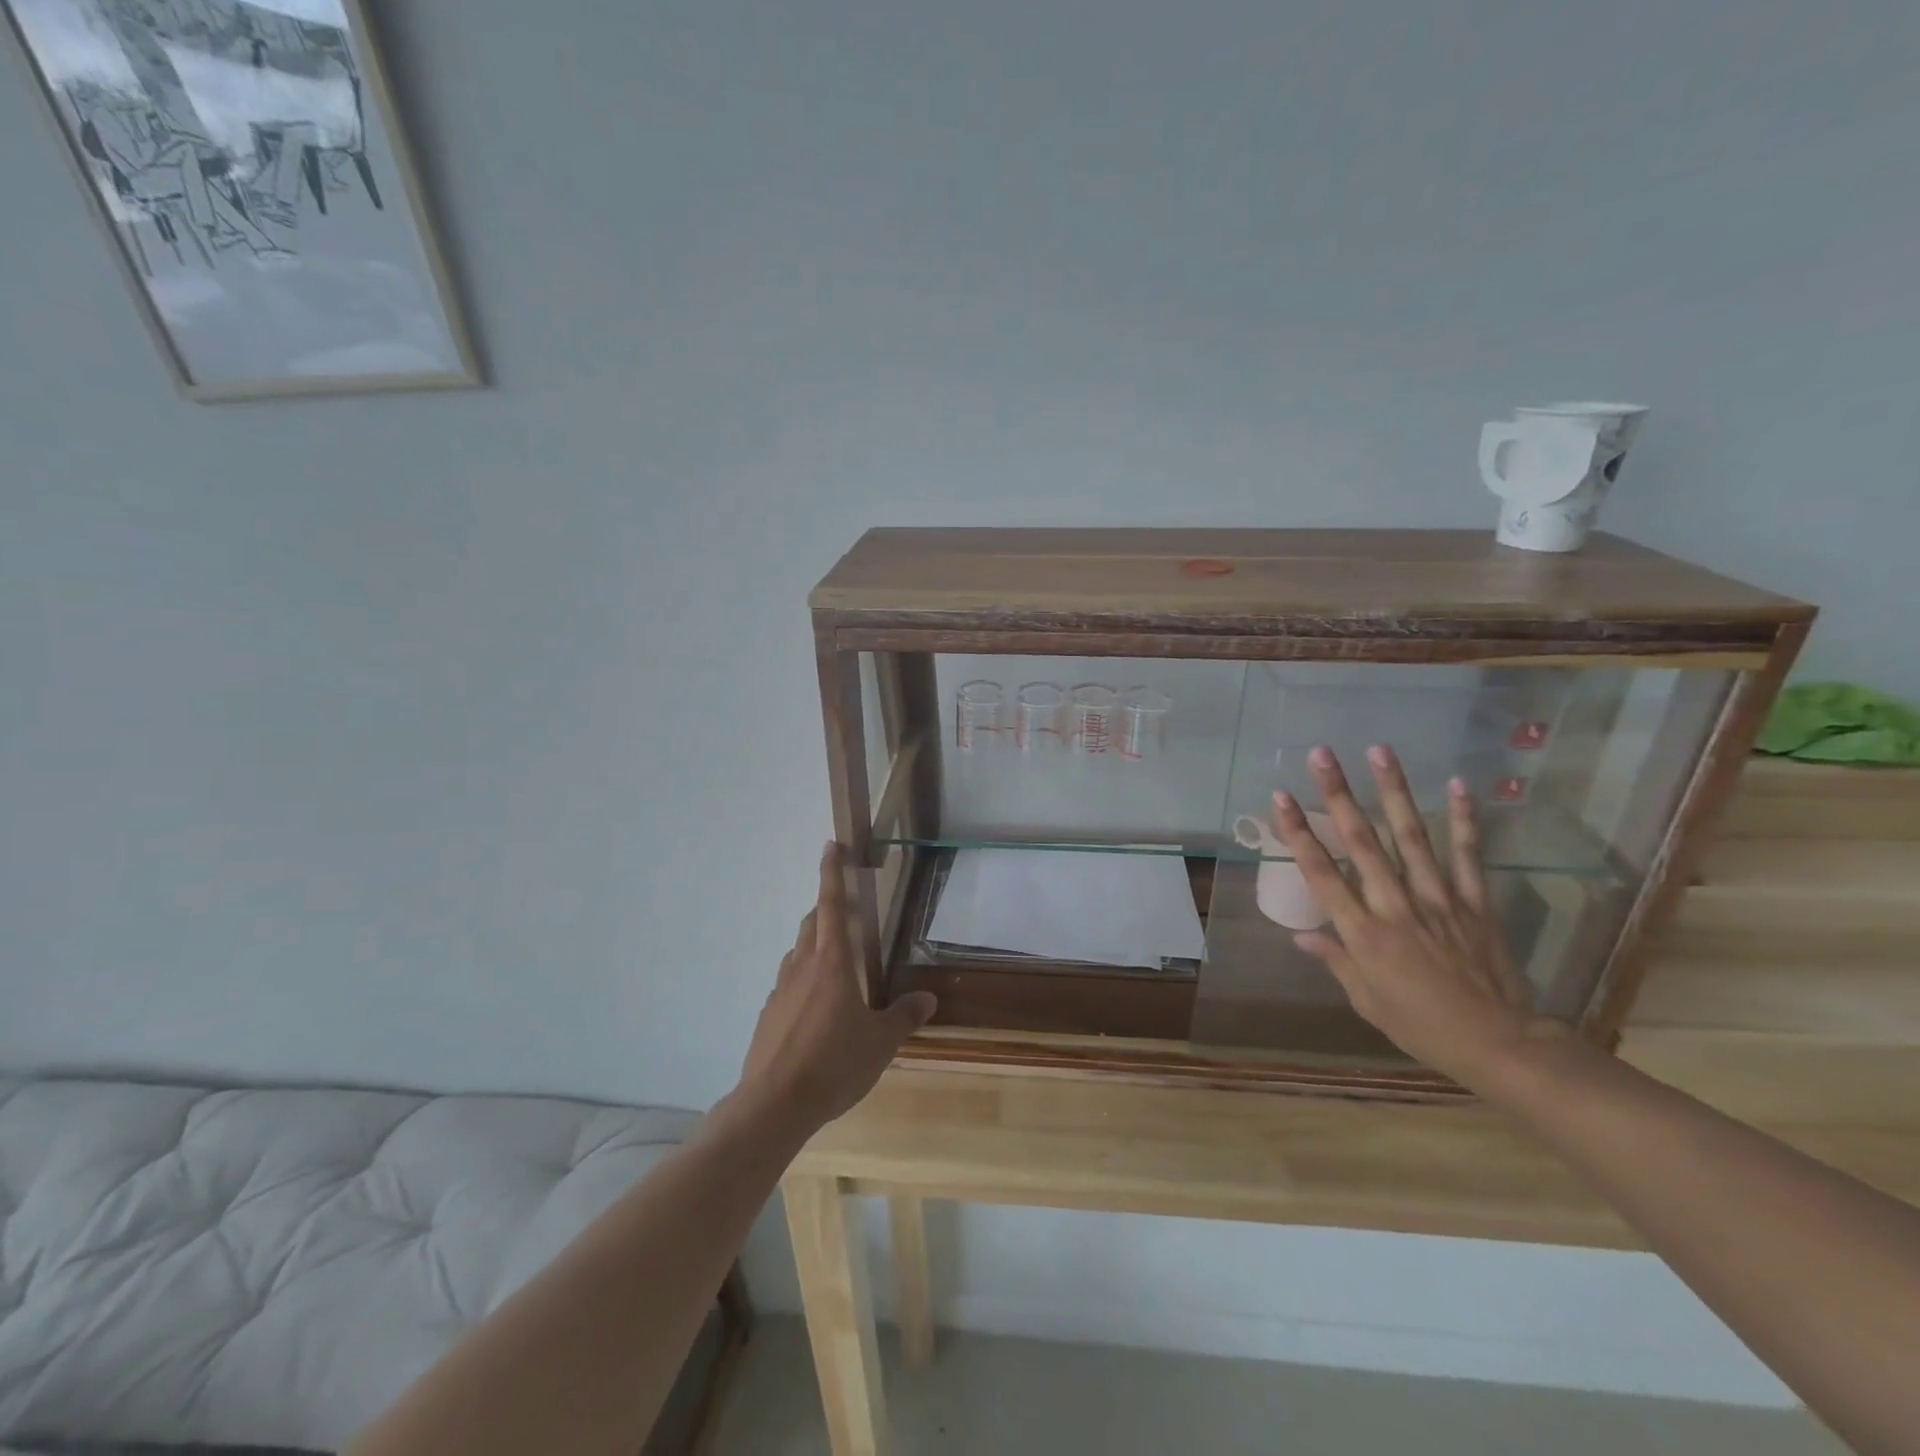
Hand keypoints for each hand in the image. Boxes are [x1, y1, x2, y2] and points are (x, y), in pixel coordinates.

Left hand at [735, 843, 936, 1136]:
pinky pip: (788, 983)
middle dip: (828, 910)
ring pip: (797, 952)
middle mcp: (802, 967)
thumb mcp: (880, 1043)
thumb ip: (903, 1016)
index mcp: (832, 963)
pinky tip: (814, 1008)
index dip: (832, 872)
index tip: (831, 845)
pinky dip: (802, 979)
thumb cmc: (834, 1064)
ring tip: (835, 962)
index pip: (833, 905)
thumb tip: (927, 999)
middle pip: (813, 924)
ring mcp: (780, 990)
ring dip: (814, 944)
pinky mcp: (767, 1014)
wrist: (773, 1105)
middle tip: (848, 913)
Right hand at [1269, 745, 1563, 1086]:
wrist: (1500, 1044)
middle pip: (1361, 842)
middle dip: (1338, 794)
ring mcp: (1438, 899)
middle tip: (1322, 754)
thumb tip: (1301, 934)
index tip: (1281, 797)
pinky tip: (1457, 785)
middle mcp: (1395, 906)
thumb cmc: (1421, 1026)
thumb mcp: (1366, 1000)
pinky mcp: (1474, 902)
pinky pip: (1467, 856)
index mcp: (1363, 933)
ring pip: (1411, 836)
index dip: (1298, 833)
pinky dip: (1463, 820)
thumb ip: (1335, 960)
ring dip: (1393, 791)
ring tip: (1379, 751)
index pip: (1321, 873)